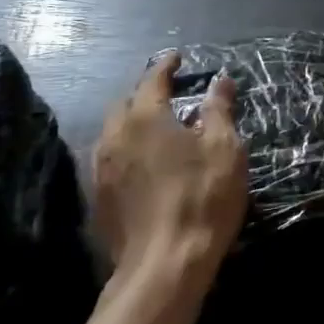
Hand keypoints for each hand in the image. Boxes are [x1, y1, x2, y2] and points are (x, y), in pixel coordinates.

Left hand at [90, 52, 247, 299]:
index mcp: (144, 118)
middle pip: (125, 103)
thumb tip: (220, 81)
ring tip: (156, 125)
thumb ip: (219, 110)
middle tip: (168, 92)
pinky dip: (127, 148)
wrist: (164, 266)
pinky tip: (144, 161)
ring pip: (114, 132)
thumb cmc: (202, 198)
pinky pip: (110, 159)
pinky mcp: (99, 198)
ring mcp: (101, 170)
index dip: (166, 65)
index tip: (177, 56)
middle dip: (145, 93)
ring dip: (133, 122)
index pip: (153, 80)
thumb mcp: (224, 149)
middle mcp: (114, 137)